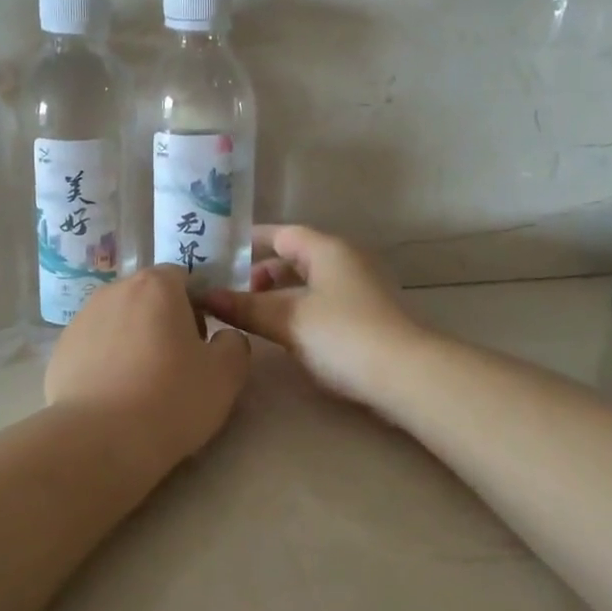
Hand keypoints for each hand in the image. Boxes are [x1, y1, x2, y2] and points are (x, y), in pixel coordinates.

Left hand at [45, 265, 252, 464]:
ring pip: (119, 322)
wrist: (98, 440)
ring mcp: (81, 319)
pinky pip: (94, 348)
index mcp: (156, 285)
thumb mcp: (226, 375)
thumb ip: (234, 344)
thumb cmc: (170, 399)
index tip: (201, 343)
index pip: (182, 278)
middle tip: (176, 365)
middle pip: (148, 298)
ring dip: (134, 341)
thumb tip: (224, 337)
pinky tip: (114, 397)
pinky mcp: (60, 351)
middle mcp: (114, 291)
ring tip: (142, 385)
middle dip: (163, 322)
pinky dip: (106, 362)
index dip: (197, 307)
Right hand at [200, 225, 425, 403]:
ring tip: (249, 316)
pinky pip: (320, 303)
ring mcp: (358, 289)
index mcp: (326, 249)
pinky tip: (281, 333)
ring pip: (308, 284)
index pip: (281, 234)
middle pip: (294, 258)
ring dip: (278, 296)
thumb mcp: (287, 319)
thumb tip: (205, 296)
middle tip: (230, 294)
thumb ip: (245, 307)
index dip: (249, 242)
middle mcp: (344, 261)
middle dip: (260, 274)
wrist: (406, 376)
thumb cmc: (342, 335)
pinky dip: (297, 311)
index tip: (219, 255)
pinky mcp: (365, 317)